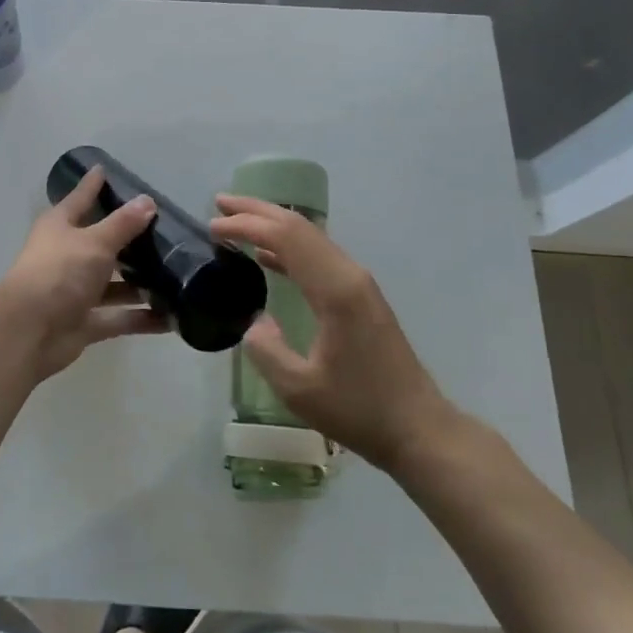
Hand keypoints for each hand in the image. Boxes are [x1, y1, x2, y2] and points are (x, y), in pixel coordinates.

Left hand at [0, 166, 165, 378]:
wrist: (29, 332)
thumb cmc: (59, 272)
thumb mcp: (95, 241)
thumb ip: (123, 224)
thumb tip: (147, 201)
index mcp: (60, 227)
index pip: (80, 198)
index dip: (93, 185)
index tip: (105, 169)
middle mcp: (67, 255)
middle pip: (101, 242)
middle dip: (129, 239)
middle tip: (164, 229)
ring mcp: (75, 290)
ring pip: (113, 283)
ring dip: (140, 283)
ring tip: (175, 275)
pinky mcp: (84, 322)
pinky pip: (119, 317)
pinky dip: (142, 318)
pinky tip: (171, 318)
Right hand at [210, 195, 451, 476]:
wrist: (419, 429)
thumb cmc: (360, 410)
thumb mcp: (299, 389)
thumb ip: (266, 349)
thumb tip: (254, 320)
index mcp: (335, 290)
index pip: (286, 237)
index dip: (247, 225)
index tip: (213, 225)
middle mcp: (349, 274)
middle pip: (299, 227)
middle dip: (257, 211)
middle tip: (219, 203)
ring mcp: (358, 283)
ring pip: (310, 238)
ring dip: (272, 225)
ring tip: (235, 222)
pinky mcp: (360, 296)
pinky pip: (318, 258)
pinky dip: (288, 249)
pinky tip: (266, 257)